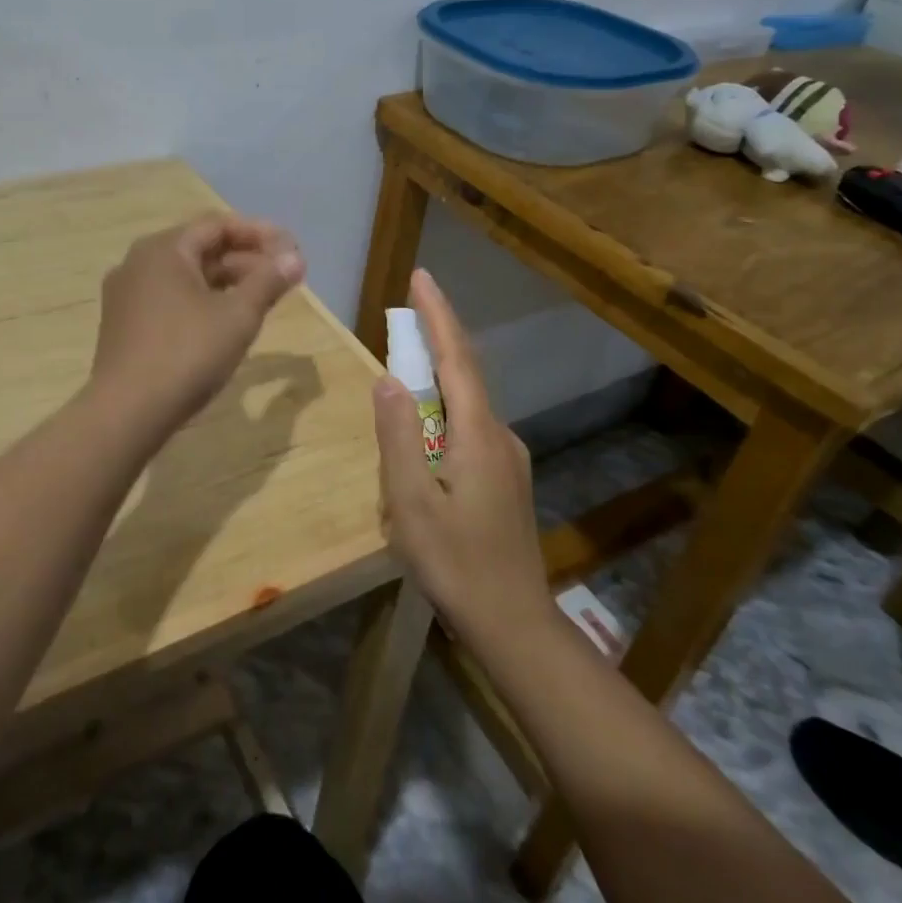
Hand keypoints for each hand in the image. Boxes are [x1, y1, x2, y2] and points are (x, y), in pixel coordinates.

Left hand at [90, 216, 305, 431]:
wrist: (126, 412)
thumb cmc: (187, 355)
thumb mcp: (238, 317)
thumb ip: (268, 281)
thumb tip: (294, 257)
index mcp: (163, 249)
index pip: (216, 225)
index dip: (258, 233)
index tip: (290, 248)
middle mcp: (139, 262)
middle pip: (199, 248)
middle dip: (244, 259)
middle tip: (280, 277)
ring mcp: (126, 293)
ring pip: (184, 275)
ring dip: (224, 281)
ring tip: (258, 299)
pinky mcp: (123, 323)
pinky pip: (168, 297)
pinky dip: (200, 300)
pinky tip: (222, 321)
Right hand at [372, 268, 548, 639]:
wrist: (515, 625)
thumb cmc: (455, 564)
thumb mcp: (410, 502)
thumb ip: (396, 436)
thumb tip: (386, 379)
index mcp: (477, 435)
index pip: (455, 358)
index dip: (438, 315)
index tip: (421, 277)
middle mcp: (499, 436)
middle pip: (465, 372)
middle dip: (436, 335)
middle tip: (405, 310)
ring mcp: (507, 459)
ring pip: (468, 401)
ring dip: (438, 373)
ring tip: (404, 365)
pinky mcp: (505, 478)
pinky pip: (470, 425)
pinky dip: (444, 406)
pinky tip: (424, 430)